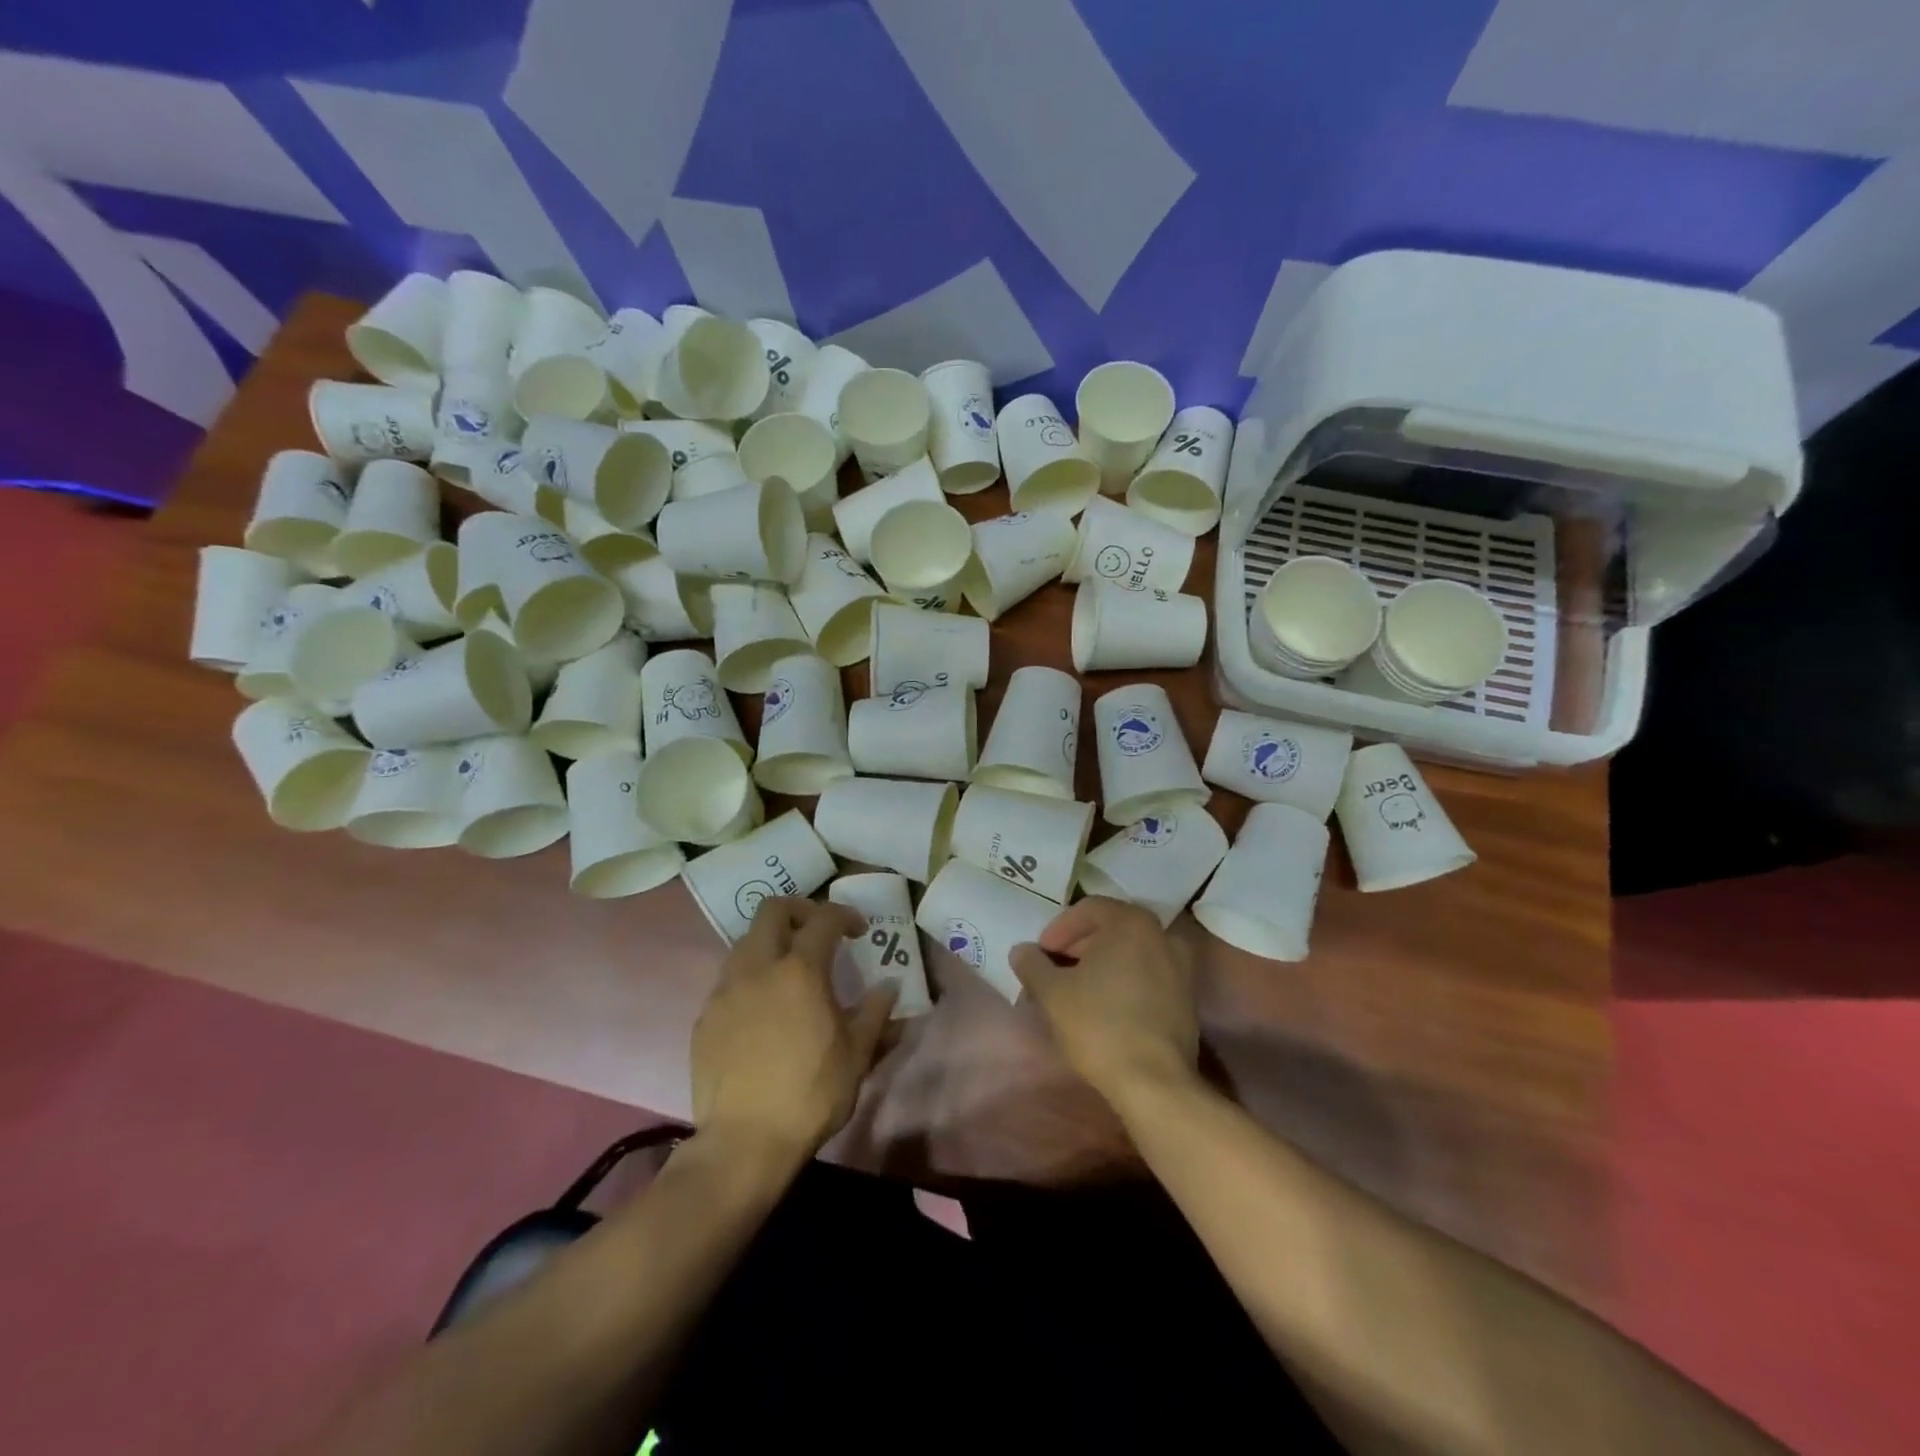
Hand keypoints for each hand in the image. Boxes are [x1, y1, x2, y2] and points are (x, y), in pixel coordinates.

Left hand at [691, 897, 895, 1159]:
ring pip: (745, 942)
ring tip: (789, 972)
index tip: (859, 931)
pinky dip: (750, 979)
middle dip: (799, 910)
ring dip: (771, 943)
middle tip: (818, 932)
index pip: (824, 918)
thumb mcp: (857, 1055)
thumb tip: (889, 987)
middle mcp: (758, 968)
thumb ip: (876, 1013)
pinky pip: (728, 980)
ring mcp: (725, 991)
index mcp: (800, 971)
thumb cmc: (811, 1095)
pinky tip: (763, 1011)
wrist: (744, 1143)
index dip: (845, 915)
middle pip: (772, 910)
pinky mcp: (705, 1018)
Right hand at [1011, 897, 1198, 1104]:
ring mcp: (1181, 968)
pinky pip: (1148, 977)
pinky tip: (1104, 1009)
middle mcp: (1163, 935)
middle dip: (1079, 946)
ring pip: (1131, 954)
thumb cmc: (1099, 1024)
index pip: (1088, 908)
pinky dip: (1124, 982)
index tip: (1041, 953)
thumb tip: (1022, 951)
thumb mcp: (1052, 993)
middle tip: (1054, 970)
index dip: (1059, 928)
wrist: (1155, 1082)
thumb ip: (1032, 964)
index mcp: (1132, 922)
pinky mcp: (1187, 1000)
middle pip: (1112, 929)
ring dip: (1101, 965)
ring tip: (1076, 991)